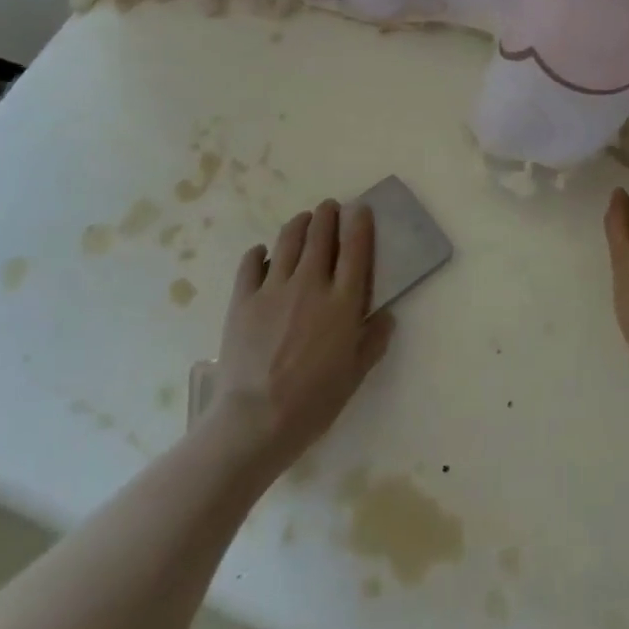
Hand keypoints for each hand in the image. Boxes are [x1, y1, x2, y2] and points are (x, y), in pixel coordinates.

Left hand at [211, 200, 393, 470]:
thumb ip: (373, 340)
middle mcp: (310, 284)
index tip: (360, 210)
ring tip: (303, 220)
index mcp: (342, 302)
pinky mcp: (243, 299)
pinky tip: (262, 253)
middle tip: (330, 207)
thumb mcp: (355, 375)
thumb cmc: (313, 402)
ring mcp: (273, 289)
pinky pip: (251, 264)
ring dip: (299, 224)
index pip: (355, 248)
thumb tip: (385, 316)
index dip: (359, 223)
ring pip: (287, 240)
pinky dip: (259, 253)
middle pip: (320, 234)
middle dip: (327, 214)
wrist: (255, 421)